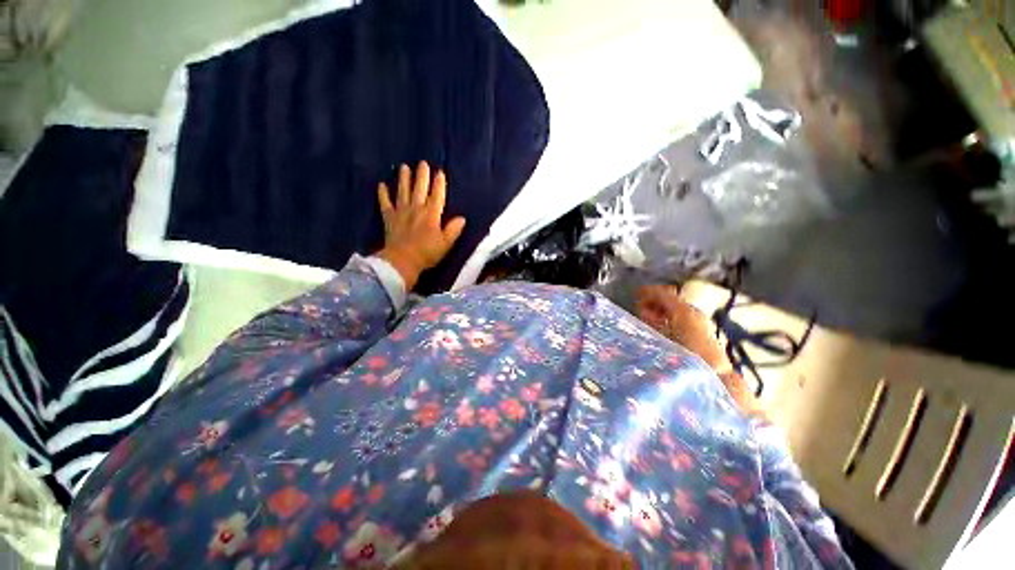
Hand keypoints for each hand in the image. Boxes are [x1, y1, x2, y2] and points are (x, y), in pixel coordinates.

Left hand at [377, 161, 465, 290]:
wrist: (402, 261)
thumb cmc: (427, 253)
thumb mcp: (446, 244)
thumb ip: (453, 230)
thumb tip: (462, 219)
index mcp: (432, 215)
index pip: (437, 196)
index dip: (439, 184)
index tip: (440, 172)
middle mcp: (417, 209)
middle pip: (420, 189)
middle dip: (422, 175)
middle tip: (422, 163)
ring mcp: (401, 212)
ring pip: (403, 191)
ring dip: (404, 179)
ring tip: (404, 167)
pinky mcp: (389, 218)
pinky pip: (385, 203)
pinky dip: (383, 194)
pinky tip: (381, 185)